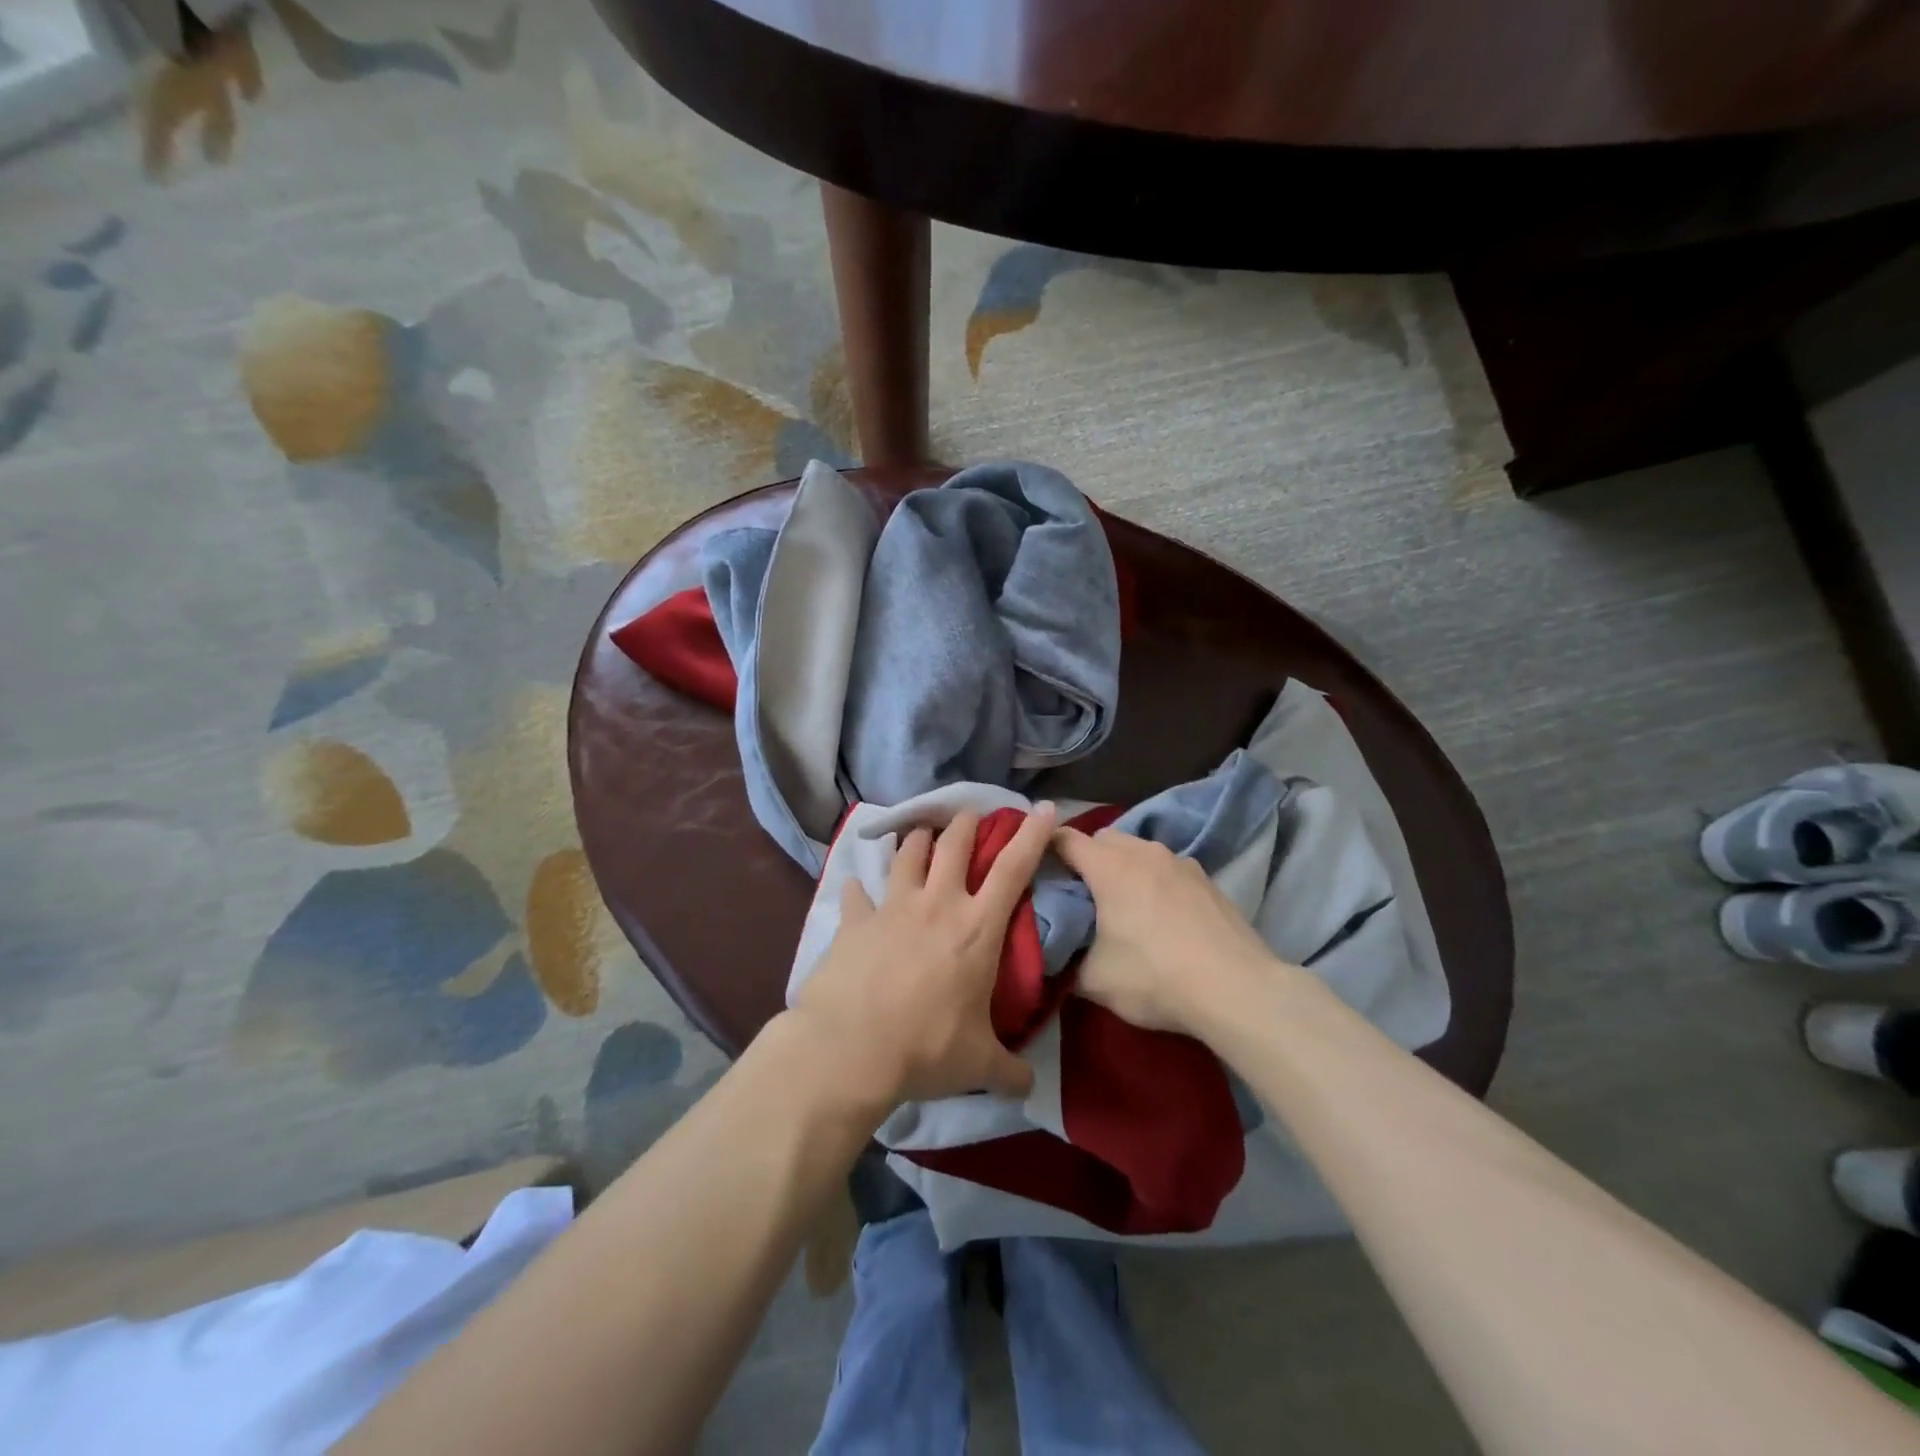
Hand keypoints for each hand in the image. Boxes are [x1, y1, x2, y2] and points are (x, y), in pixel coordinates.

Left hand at [791, 805, 1056, 1107]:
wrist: (851, 1049)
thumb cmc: (926, 1048)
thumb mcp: (978, 1065)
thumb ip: (1009, 1071)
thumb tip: (1029, 1086)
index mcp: (976, 928)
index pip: (1014, 868)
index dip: (1032, 835)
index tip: (1044, 808)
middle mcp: (937, 904)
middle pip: (955, 844)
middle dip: (966, 823)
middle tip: (970, 815)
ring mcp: (892, 907)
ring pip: (908, 853)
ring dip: (917, 839)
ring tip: (921, 833)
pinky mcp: (854, 920)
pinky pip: (857, 892)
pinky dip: (859, 888)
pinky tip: (856, 887)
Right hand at [1051, 826, 1279, 1035]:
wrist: (1236, 989)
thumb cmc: (1155, 976)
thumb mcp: (1095, 980)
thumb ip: (1066, 961)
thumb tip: (1054, 957)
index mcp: (1108, 866)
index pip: (1064, 839)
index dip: (1045, 849)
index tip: (1037, 869)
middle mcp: (1143, 852)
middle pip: (1104, 839)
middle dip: (1087, 858)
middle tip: (1080, 894)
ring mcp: (1180, 862)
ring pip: (1139, 851)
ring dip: (1124, 867)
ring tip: (1122, 904)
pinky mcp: (1207, 879)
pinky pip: (1167, 868)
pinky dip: (1155, 881)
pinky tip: (1162, 915)